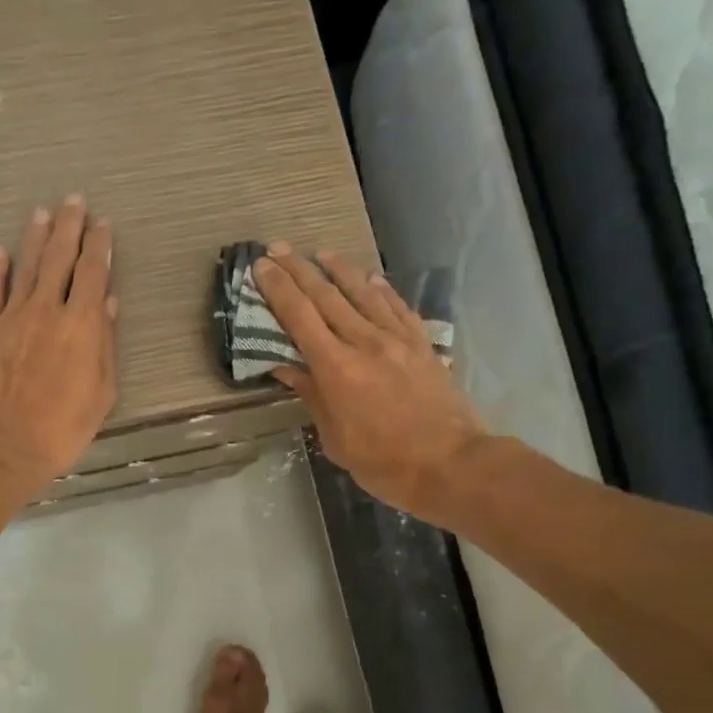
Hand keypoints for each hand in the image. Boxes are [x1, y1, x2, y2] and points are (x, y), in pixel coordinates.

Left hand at [0, 195, 117, 490]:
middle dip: (70, 227)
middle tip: (74, 200)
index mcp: (80, 324)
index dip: (100, 245)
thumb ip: (104, 342)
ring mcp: (10, 317)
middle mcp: (46, 310)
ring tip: (42, 213)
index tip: (103, 224)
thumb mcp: (101, 391)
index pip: (92, 272)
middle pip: (59, 258)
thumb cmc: (63, 428)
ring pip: (26, 267)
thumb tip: (106, 301)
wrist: (5, 447)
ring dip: (35, 237)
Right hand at [252, 244, 487, 518]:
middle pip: (326, 297)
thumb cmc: (383, 462)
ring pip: (363, 294)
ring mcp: (397, 340)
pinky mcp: (421, 344)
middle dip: (298, 270)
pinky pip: (397, 307)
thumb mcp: (335, 438)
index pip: (299, 317)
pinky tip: (371, 279)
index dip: (278, 289)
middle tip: (278, 249)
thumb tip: (286, 367)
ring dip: (339, 270)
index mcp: (336, 368)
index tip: (261, 267)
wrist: (450, 464)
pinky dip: (380, 289)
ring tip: (321, 253)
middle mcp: (364, 343)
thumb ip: (312, 396)